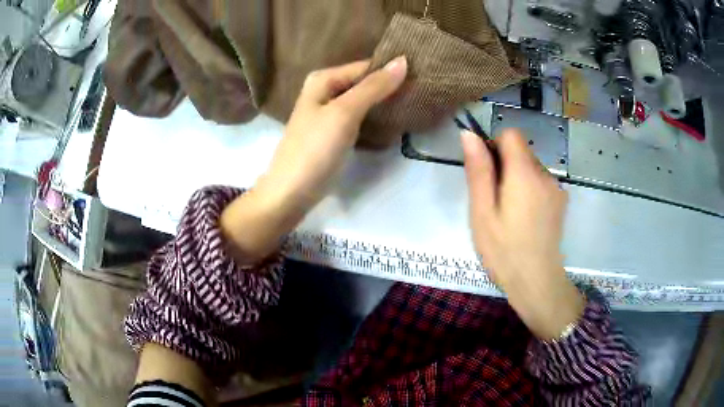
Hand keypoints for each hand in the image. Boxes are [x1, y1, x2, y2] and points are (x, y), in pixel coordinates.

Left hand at [221, 58, 407, 263]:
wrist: (291, 192)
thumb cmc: (315, 149)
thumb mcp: (345, 113)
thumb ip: (373, 87)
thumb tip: (403, 61)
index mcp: (323, 79)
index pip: (365, 67)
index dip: (391, 71)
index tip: (421, 77)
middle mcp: (325, 91)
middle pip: (364, 83)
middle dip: (389, 87)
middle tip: (420, 91)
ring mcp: (329, 113)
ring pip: (363, 101)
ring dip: (384, 103)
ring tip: (414, 103)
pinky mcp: (334, 132)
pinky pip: (359, 117)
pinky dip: (375, 118)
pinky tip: (394, 121)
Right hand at [461, 129, 583, 340]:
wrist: (537, 282)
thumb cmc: (504, 250)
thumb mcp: (482, 212)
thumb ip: (478, 171)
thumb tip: (469, 135)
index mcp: (524, 173)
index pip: (510, 135)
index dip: (494, 146)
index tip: (486, 173)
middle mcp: (545, 174)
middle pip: (521, 152)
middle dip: (504, 166)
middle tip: (493, 202)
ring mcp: (556, 188)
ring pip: (530, 168)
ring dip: (517, 180)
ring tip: (509, 214)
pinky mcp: (560, 202)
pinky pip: (540, 183)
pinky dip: (529, 191)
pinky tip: (524, 219)